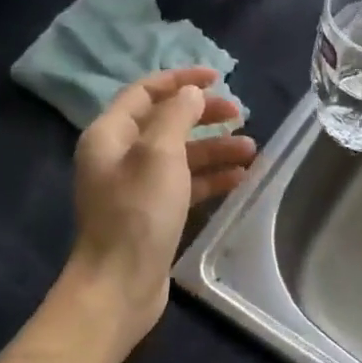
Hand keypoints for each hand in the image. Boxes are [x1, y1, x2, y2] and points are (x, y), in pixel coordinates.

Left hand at [68, 68, 255, 343]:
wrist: (119, 285)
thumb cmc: (137, 213)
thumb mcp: (159, 154)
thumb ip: (176, 116)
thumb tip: (191, 94)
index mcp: (110, 134)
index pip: (146, 92)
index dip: (181, 79)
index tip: (218, 76)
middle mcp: (119, 155)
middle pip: (166, 122)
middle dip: (204, 115)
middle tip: (239, 115)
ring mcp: (136, 186)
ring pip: (180, 155)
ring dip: (214, 149)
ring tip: (251, 150)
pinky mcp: (152, 213)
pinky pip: (185, 184)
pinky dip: (210, 177)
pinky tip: (239, 178)